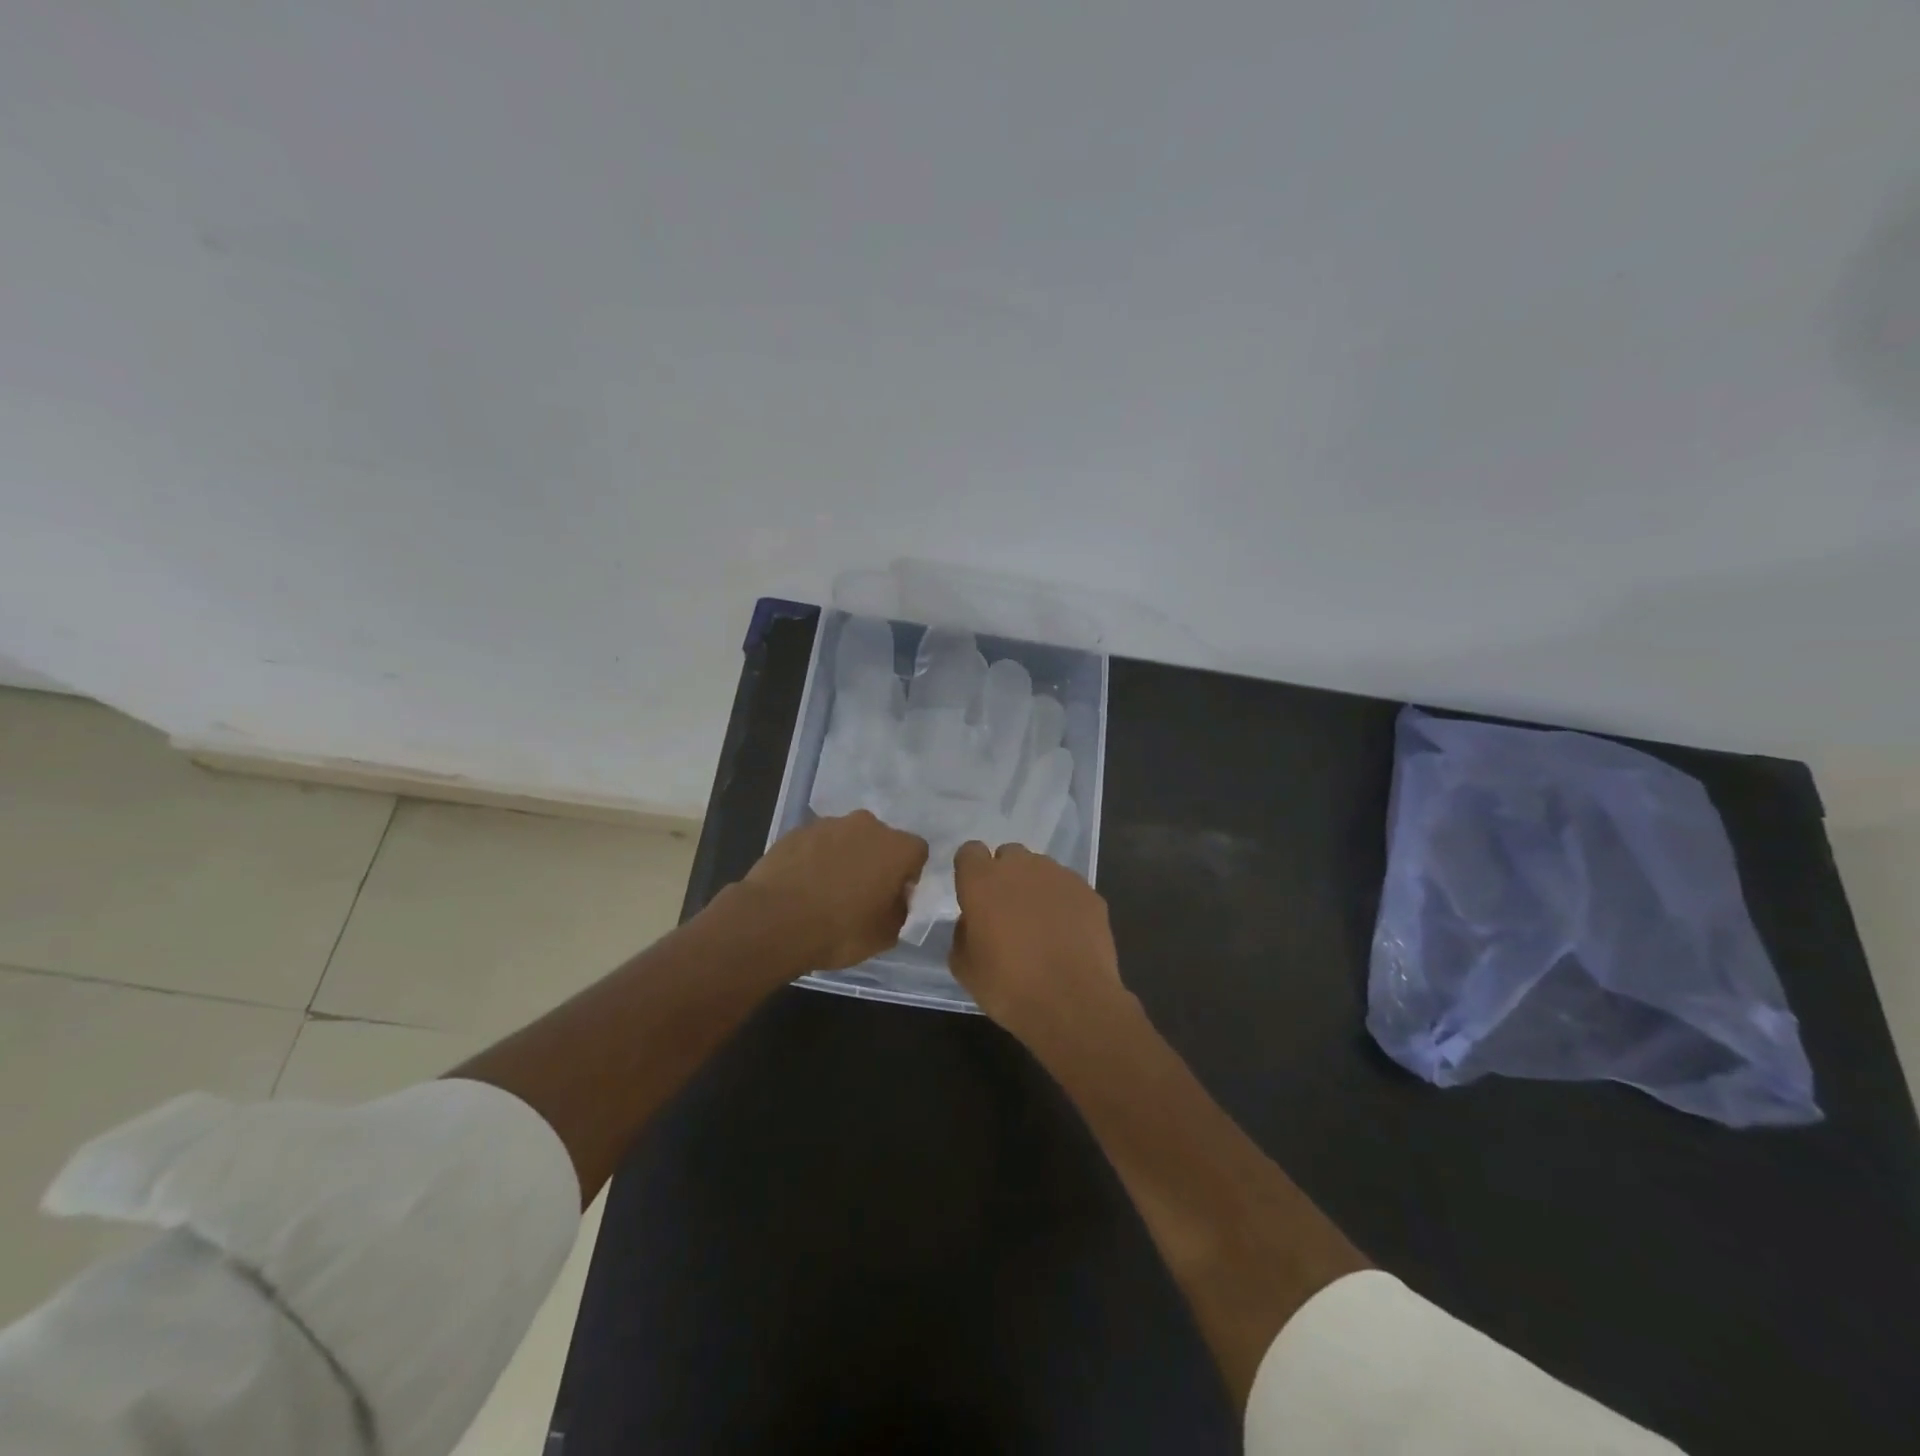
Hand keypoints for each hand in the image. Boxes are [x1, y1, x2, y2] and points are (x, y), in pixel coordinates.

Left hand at [740, 811, 929, 971]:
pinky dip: (815, 859)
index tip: (893, 898)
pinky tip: (803, 886)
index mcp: (896, 847)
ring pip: (847, 839)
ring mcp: (828, 824)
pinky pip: (816, 844)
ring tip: (826, 891)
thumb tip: (895, 900)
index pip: (917, 853)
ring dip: (844, 858)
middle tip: (861, 894)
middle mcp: (866, 825)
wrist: (774, 921)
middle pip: (880, 840)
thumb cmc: (839, 930)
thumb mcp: (884, 936)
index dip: (908, 875)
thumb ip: (899, 912)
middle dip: (875, 862)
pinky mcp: (796, 831)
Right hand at [950, 841, 1125, 1042]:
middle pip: (1008, 855)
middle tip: (1007, 912)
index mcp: (982, 881)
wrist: (1073, 1003)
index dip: (971, 872)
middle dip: (1005, 876)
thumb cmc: (1009, 987)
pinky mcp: (1088, 891)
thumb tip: (973, 922)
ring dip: (1035, 887)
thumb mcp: (965, 969)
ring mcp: (1059, 876)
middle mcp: (1020, 867)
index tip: (974, 896)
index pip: (970, 852)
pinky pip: (1068, 887)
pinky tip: (1067, 934)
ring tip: (1041, 925)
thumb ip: (962, 934)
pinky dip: (1064, 903)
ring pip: (1040, 869)